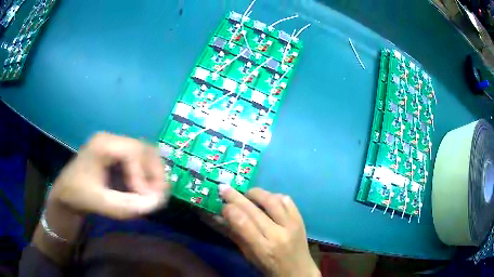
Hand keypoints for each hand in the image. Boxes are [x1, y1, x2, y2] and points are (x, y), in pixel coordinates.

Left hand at [48, 132, 168, 219]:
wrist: (65, 194)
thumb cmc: (78, 195)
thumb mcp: (99, 203)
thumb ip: (126, 205)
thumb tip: (155, 204)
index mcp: (103, 144)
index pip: (134, 152)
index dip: (145, 175)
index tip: (146, 199)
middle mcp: (111, 139)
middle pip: (144, 148)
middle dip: (155, 173)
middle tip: (159, 196)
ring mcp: (114, 145)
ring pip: (145, 153)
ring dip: (153, 174)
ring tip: (153, 194)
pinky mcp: (116, 154)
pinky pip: (139, 161)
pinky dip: (146, 175)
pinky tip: (144, 189)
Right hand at [219, 186, 319, 276]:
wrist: (299, 271)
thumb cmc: (270, 267)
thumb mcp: (249, 256)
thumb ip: (235, 235)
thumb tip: (217, 217)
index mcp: (263, 248)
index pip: (243, 223)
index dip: (229, 210)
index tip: (221, 205)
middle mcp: (278, 234)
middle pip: (254, 209)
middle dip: (235, 196)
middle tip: (224, 188)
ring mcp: (292, 225)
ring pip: (272, 199)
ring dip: (256, 193)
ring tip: (247, 194)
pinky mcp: (300, 219)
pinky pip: (287, 200)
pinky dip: (274, 196)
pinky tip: (267, 199)